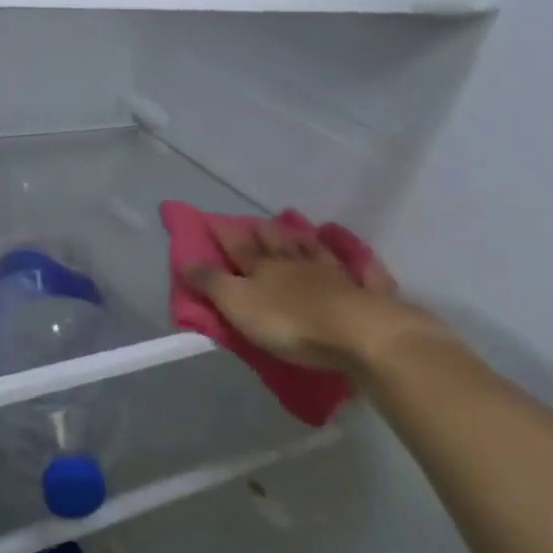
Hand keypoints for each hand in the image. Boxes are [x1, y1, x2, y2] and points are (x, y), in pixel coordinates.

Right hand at [184, 222, 447, 377]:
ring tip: (300, 229)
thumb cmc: (290, 322)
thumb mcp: (239, 305)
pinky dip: (355, 260)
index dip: (223, 234)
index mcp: (264, 268)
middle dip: (265, 232)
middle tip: (257, 222)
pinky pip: (360, 270)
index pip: (238, 246)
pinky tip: (357, 255)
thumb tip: (186, 260)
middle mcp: (297, 264)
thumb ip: (212, 283)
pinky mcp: (366, 292)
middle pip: (278, 243)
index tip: (210, 220)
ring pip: (315, 250)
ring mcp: (334, 275)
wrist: (358, 333)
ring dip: (305, 240)